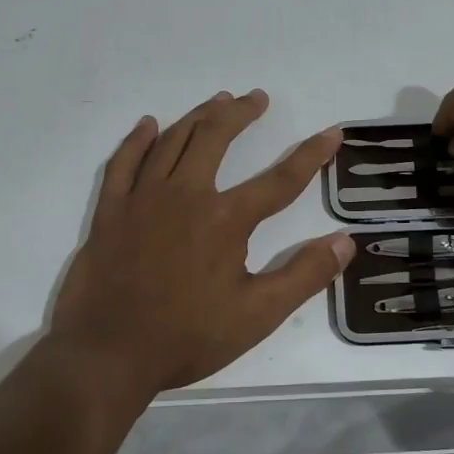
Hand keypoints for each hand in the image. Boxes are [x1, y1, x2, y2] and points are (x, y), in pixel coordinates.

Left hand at [48, 90, 355, 399]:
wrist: (109, 355)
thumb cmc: (187, 337)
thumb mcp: (257, 315)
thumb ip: (304, 275)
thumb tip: (345, 241)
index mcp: (225, 220)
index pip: (280, 180)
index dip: (310, 155)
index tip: (332, 133)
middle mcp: (185, 195)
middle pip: (216, 138)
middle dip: (241, 114)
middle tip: (257, 98)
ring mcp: (143, 199)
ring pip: (173, 141)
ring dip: (198, 116)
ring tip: (218, 101)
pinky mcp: (111, 211)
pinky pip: (124, 162)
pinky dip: (138, 140)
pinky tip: (149, 125)